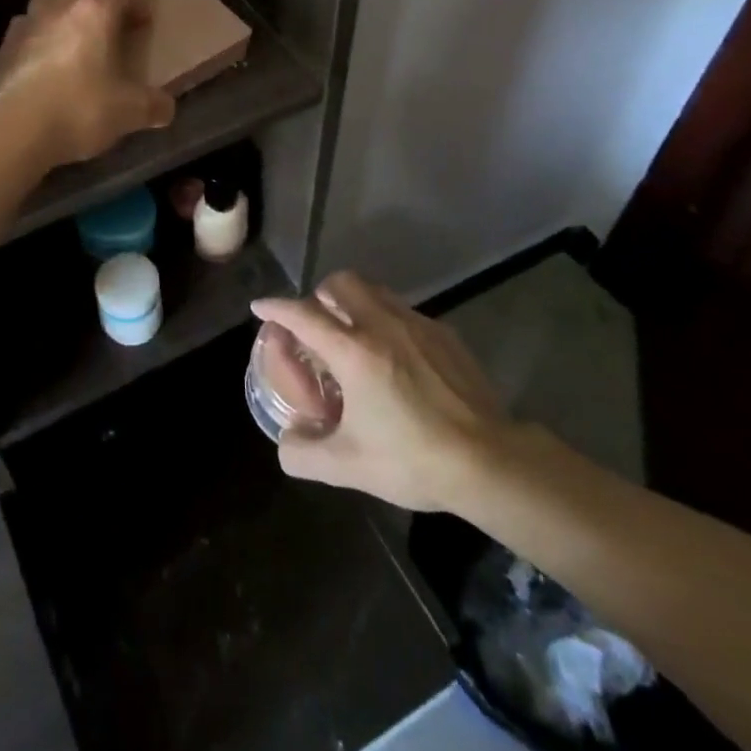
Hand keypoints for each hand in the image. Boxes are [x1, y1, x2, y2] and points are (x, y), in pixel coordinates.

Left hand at [0, 0, 175, 168]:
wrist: (16, 131)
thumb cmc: (81, 110)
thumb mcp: (130, 112)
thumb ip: (153, 106)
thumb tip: (166, 108)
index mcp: (95, 13)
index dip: (136, 0)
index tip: (143, 22)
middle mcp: (60, 8)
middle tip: (103, 20)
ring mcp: (27, 25)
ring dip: (58, 9)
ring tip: (70, 39)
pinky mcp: (3, 48)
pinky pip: (22, 28)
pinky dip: (35, 36)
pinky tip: (43, 63)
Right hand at [251, 271, 509, 512]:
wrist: (489, 461)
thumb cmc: (412, 459)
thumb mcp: (348, 467)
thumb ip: (303, 453)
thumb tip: (287, 440)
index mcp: (352, 351)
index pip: (302, 314)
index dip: (276, 308)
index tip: (261, 307)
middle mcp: (380, 324)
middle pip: (340, 283)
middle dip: (320, 295)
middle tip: (317, 322)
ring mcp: (416, 324)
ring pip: (374, 291)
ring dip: (354, 302)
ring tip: (354, 334)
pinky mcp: (444, 333)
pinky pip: (404, 311)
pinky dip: (388, 320)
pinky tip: (397, 356)